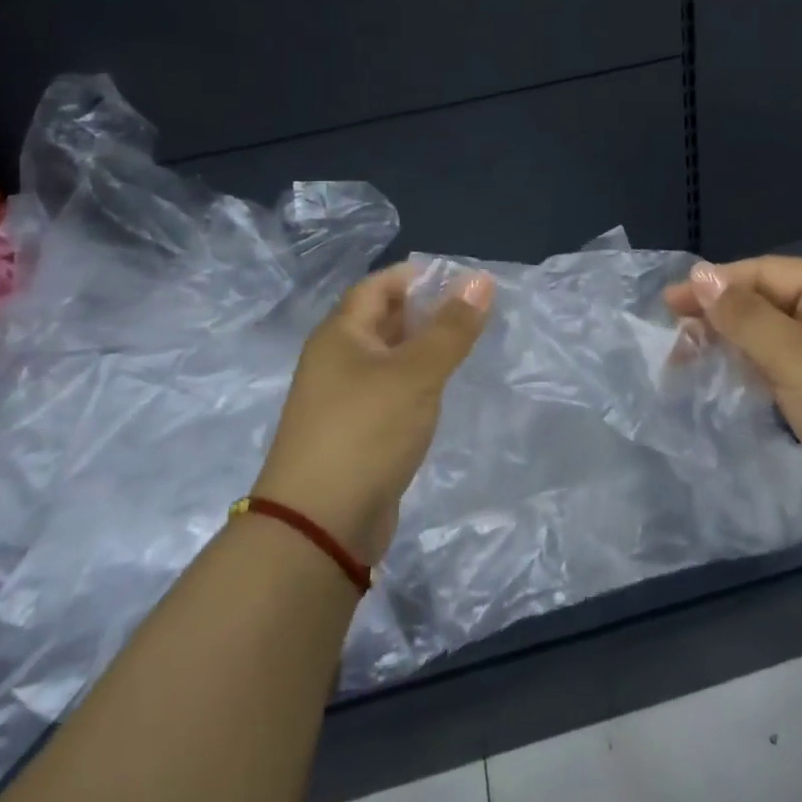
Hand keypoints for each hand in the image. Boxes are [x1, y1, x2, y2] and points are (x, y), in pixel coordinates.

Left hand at [253, 263, 493, 565]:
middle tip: (474, 310)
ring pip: (388, 358)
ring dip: (423, 347)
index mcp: (340, 334)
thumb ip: (451, 328)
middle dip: (425, 310)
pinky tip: (442, 389)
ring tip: (467, 343)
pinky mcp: (356, 433)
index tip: (462, 278)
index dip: (416, 276)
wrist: (319, 525)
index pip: (378, 286)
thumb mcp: (416, 373)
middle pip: (382, 320)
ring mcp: (343, 399)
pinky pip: (390, 391)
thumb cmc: (366, 432)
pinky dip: (416, 382)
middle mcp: (336, 360)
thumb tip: (481, 279)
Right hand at [665, 256, 801, 525]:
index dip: (718, 283)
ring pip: (771, 337)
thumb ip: (743, 315)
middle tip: (675, 334)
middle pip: (768, 302)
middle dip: (721, 315)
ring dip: (731, 343)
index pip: (769, 273)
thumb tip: (699, 274)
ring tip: (686, 357)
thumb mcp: (794, 357)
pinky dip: (750, 369)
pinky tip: (722, 377)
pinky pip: (781, 367)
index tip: (670, 300)